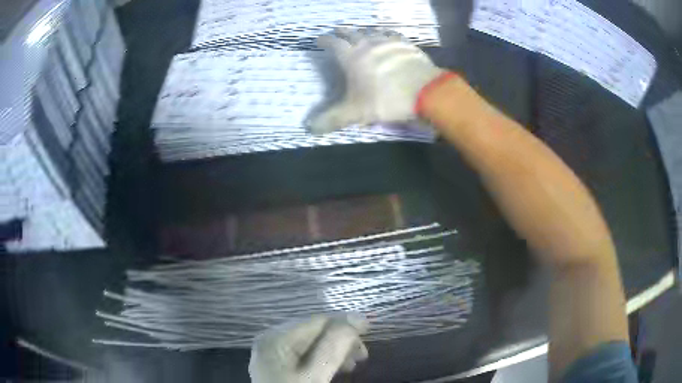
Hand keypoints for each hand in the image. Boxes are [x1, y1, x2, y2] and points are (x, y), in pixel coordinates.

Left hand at [249, 314, 368, 382]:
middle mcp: (272, 340)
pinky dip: (324, 359)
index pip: (317, 321)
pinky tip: (335, 369)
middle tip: (362, 356)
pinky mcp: (279, 366)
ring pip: (311, 344)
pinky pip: (305, 355)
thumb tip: (356, 318)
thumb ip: (332, 346)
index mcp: (276, 338)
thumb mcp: (314, 375)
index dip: (345, 324)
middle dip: (341, 340)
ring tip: (352, 364)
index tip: (369, 334)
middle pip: (314, 331)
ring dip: (335, 351)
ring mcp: (274, 354)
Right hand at [308, 28, 443, 133]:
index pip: (334, 44)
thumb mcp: (356, 113)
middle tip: (338, 31)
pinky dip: (386, 34)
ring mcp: (389, 42)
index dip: (325, 41)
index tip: (320, 39)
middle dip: (342, 32)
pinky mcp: (407, 45)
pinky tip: (389, 37)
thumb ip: (333, 119)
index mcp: (352, 57)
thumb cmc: (386, 99)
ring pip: (372, 31)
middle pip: (352, 33)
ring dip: (364, 31)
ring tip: (361, 33)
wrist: (425, 91)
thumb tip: (310, 128)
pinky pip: (393, 35)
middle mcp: (368, 44)